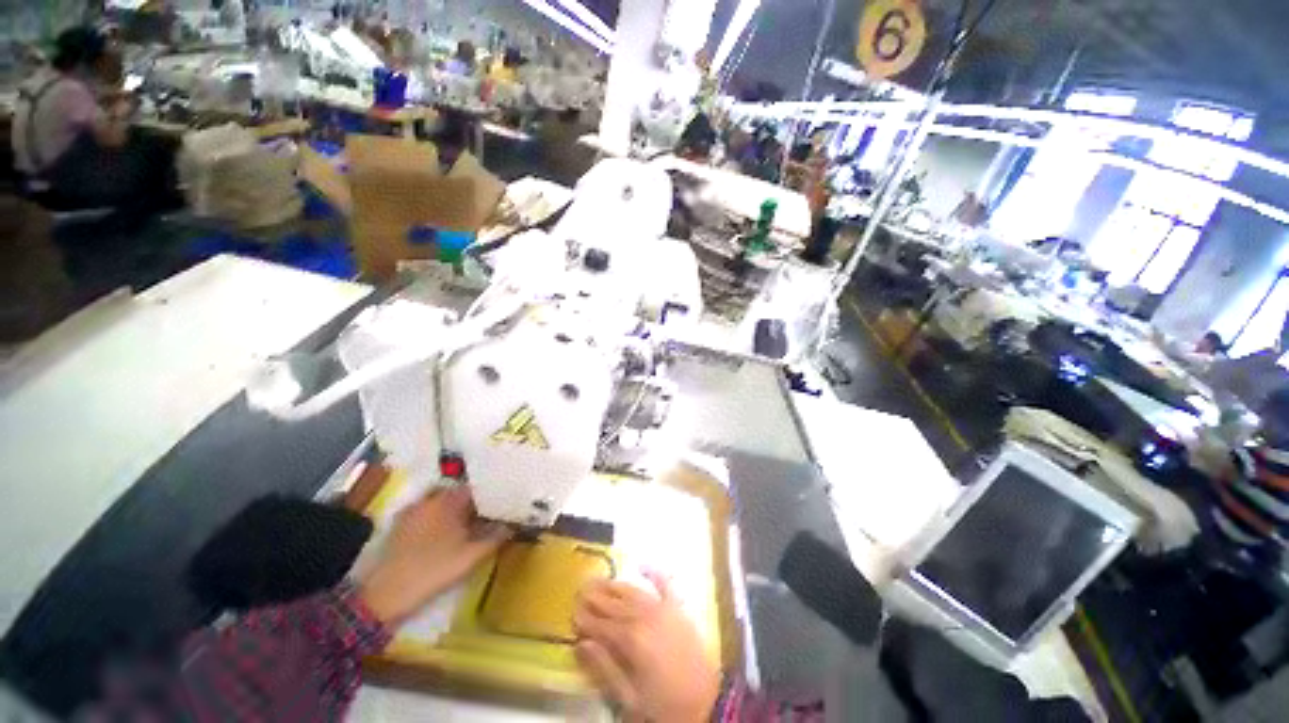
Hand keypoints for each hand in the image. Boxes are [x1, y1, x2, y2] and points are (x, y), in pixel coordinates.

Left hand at [359, 485, 510, 626]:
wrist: (385, 595)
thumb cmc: (433, 570)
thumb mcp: (471, 556)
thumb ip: (496, 538)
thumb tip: (514, 525)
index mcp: (448, 501)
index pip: (475, 487)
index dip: (490, 494)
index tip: (501, 503)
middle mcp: (429, 499)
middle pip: (457, 492)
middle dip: (472, 500)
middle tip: (486, 513)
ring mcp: (411, 511)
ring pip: (440, 501)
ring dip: (454, 508)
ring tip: (467, 522)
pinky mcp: (399, 526)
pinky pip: (425, 512)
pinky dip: (437, 517)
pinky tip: (443, 533)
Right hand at [573, 573, 719, 722]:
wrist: (707, 703)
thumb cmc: (663, 705)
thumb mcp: (629, 697)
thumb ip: (605, 668)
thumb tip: (582, 643)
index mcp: (631, 640)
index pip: (601, 624)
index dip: (585, 617)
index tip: (571, 609)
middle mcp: (645, 617)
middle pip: (615, 604)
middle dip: (596, 596)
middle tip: (580, 587)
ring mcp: (663, 609)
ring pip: (633, 592)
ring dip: (615, 585)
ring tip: (600, 579)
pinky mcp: (678, 609)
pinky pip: (665, 585)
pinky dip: (654, 573)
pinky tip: (643, 564)